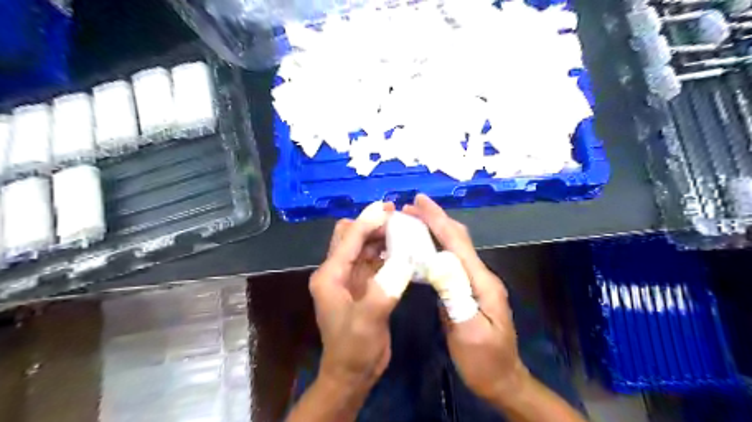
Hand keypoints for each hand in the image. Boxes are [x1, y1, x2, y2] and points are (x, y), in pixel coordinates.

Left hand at [309, 203, 412, 389]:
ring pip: (364, 247)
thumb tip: (405, 259)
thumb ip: (384, 289)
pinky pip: (374, 261)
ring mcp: (350, 279)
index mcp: (330, 275)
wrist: (352, 375)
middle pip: (352, 236)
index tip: (388, 208)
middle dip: (372, 224)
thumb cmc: (354, 349)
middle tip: (398, 217)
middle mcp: (337, 272)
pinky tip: (403, 250)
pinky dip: (387, 252)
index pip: (349, 239)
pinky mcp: (363, 286)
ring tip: (404, 229)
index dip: (367, 221)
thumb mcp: (367, 321)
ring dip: (381, 236)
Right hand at [406, 196, 527, 403]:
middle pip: (457, 239)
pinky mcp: (467, 290)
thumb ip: (456, 296)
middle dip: (435, 219)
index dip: (437, 219)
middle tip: (409, 208)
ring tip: (412, 221)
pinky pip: (450, 261)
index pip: (457, 243)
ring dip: (434, 230)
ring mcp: (475, 282)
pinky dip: (435, 247)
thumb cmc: (484, 361)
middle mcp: (480, 275)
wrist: (502, 381)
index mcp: (482, 282)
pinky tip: (422, 248)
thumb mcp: (469, 332)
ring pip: (454, 247)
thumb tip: (437, 260)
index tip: (419, 200)